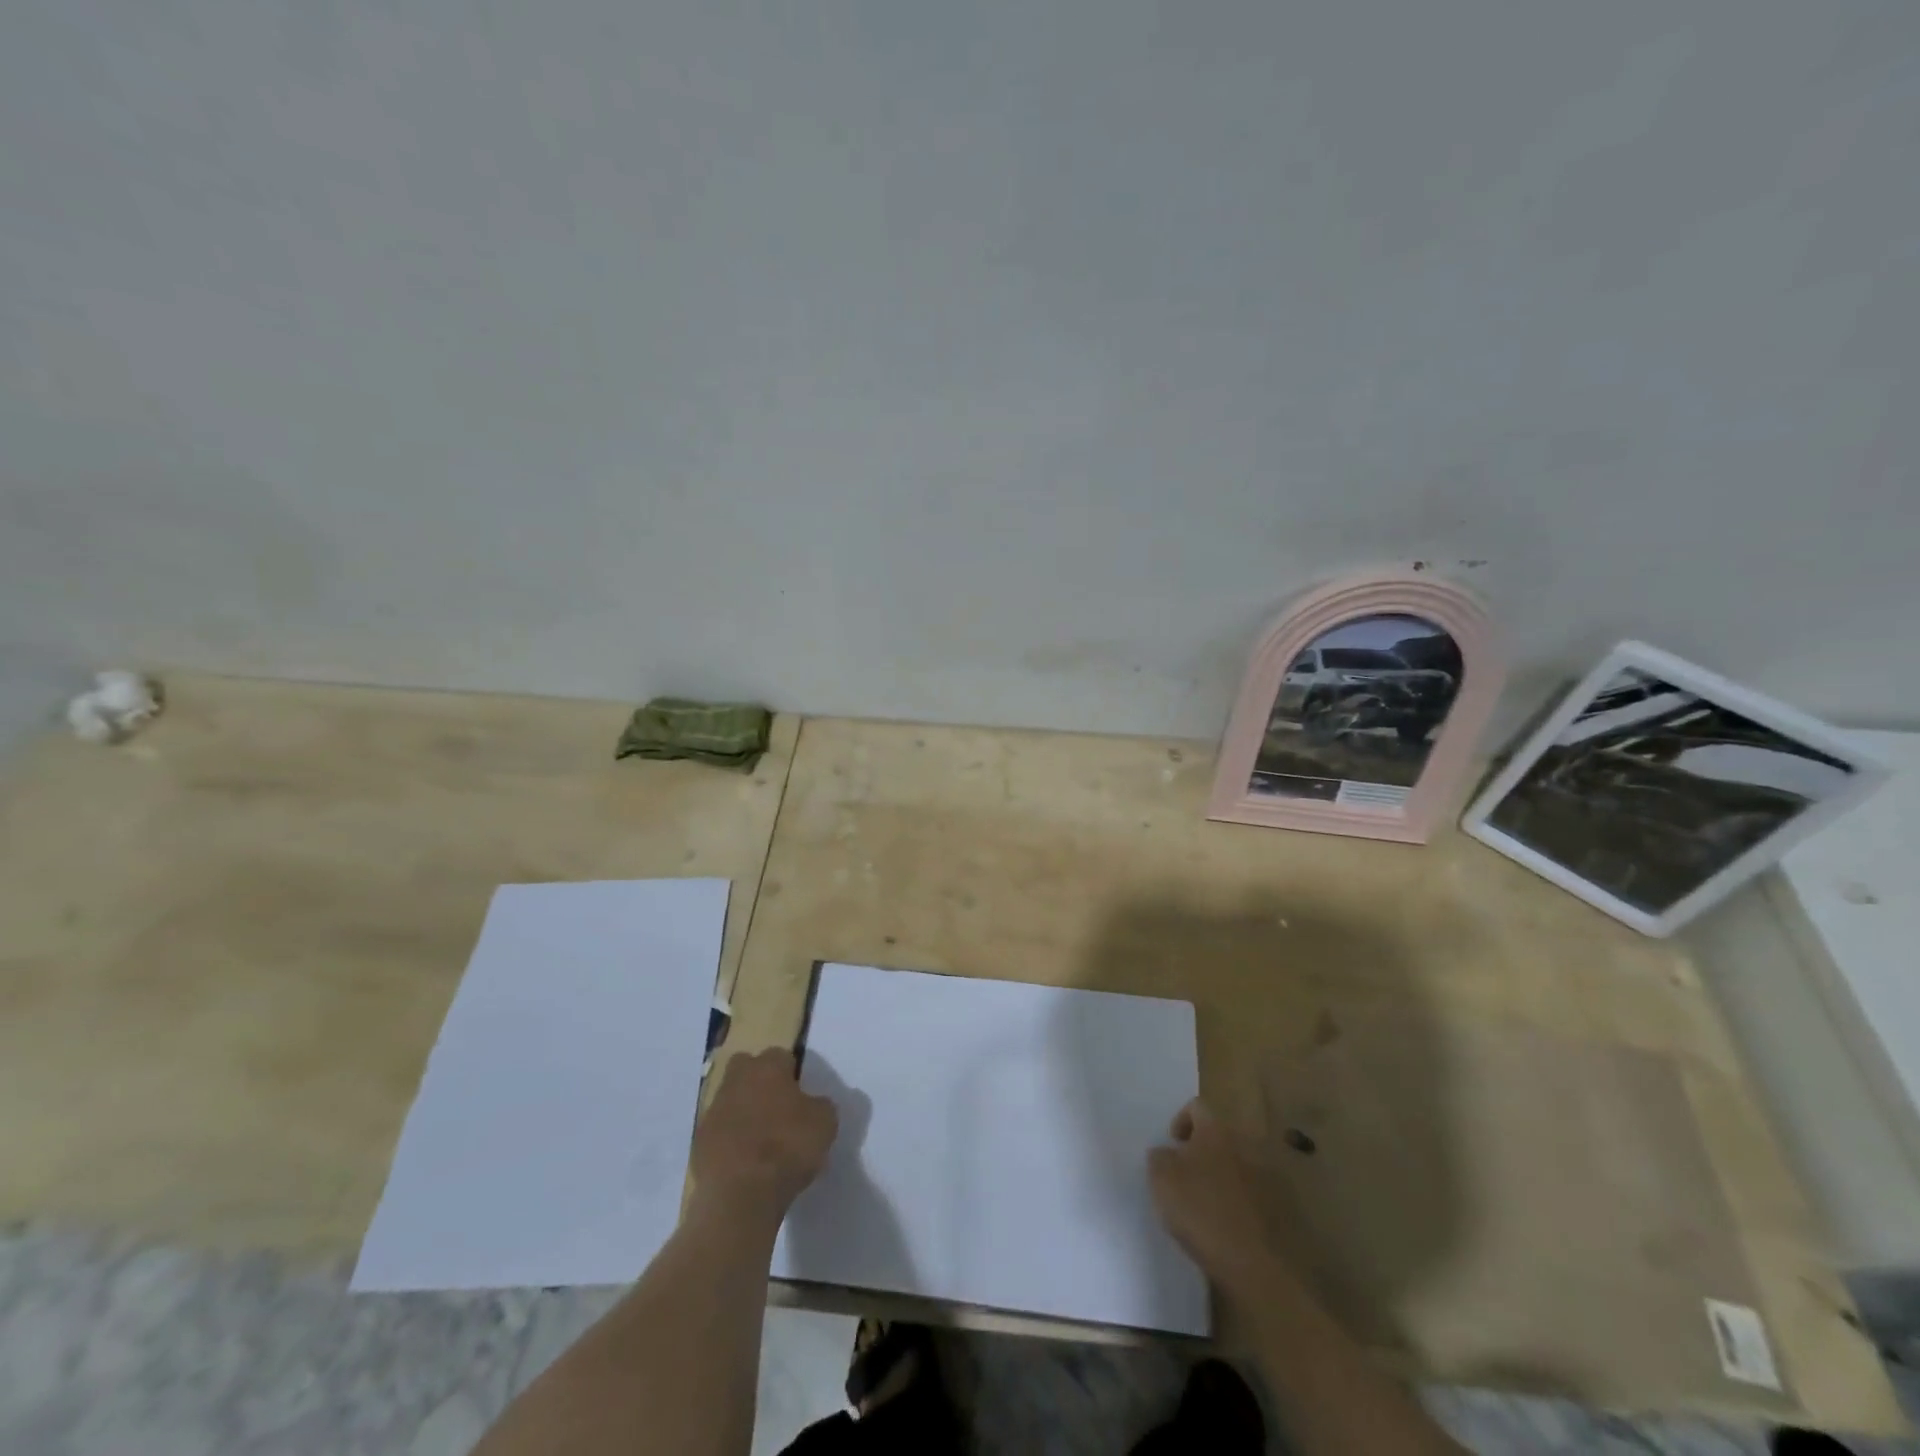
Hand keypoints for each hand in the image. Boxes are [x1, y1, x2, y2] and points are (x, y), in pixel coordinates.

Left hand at [690, 1048, 837, 1224]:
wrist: (740, 1194)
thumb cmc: (788, 1148)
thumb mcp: (824, 1123)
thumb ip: (819, 1105)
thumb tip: (812, 1104)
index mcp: (768, 1067)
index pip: (781, 1056)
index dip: (791, 1073)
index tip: (800, 1094)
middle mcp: (737, 1079)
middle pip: (746, 1068)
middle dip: (759, 1081)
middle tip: (776, 1106)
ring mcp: (713, 1110)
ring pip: (730, 1099)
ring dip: (742, 1111)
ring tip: (761, 1139)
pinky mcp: (698, 1142)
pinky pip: (718, 1131)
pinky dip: (729, 1139)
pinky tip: (743, 1160)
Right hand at [1147, 1099, 1273, 1283]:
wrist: (1260, 1266)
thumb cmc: (1204, 1213)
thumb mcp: (1162, 1181)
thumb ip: (1159, 1157)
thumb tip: (1165, 1153)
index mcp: (1216, 1131)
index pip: (1196, 1106)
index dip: (1180, 1121)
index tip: (1173, 1148)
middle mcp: (1246, 1144)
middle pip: (1220, 1136)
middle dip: (1204, 1152)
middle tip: (1188, 1178)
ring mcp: (1270, 1175)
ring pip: (1240, 1165)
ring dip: (1225, 1177)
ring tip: (1210, 1206)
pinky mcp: (1285, 1207)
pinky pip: (1257, 1193)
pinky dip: (1244, 1202)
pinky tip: (1232, 1227)